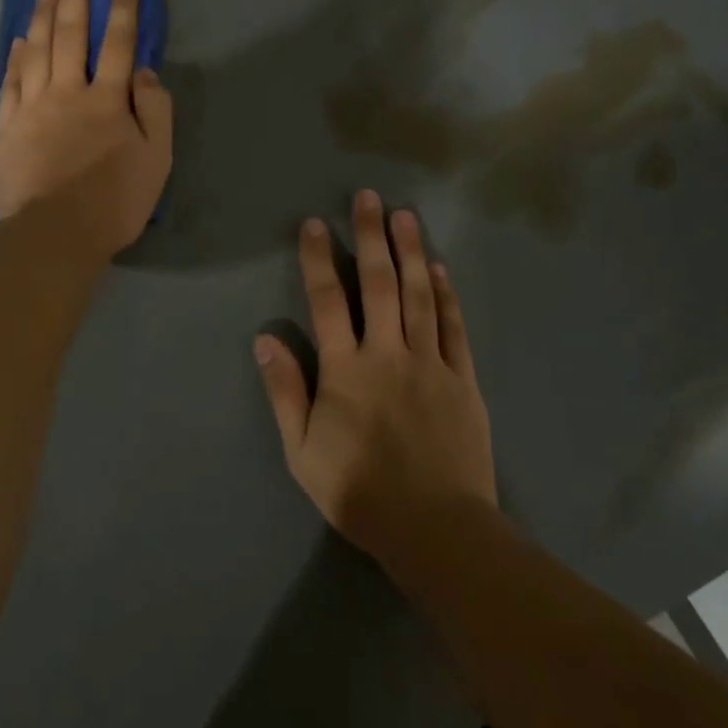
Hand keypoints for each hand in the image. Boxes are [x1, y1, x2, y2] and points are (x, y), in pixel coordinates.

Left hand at [0, 0, 172, 256]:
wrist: (56, 233)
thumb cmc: (115, 200)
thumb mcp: (156, 159)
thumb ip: (155, 111)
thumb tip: (144, 72)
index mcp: (108, 100)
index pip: (119, 44)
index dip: (124, 9)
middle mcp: (68, 92)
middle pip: (71, 36)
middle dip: (78, 0)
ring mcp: (33, 106)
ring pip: (37, 50)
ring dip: (43, 17)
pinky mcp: (8, 126)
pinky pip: (10, 81)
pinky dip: (16, 56)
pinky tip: (19, 39)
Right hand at [254, 190, 495, 563]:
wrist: (435, 529)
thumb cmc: (359, 492)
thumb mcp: (302, 451)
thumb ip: (286, 391)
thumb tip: (264, 339)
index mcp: (346, 370)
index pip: (328, 301)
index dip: (319, 259)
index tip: (316, 224)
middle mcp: (388, 354)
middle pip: (378, 284)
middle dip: (371, 238)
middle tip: (368, 198)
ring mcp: (430, 363)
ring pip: (419, 296)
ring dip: (411, 252)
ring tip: (405, 216)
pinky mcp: (462, 379)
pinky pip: (453, 327)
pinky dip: (447, 294)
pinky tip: (440, 268)